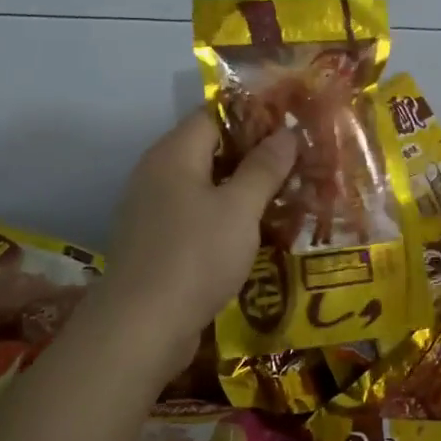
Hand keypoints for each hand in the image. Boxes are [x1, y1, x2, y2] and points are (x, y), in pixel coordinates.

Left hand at [94, 109, 296, 353]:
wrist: (142, 327)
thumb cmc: (195, 255)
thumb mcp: (240, 208)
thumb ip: (264, 168)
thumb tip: (287, 133)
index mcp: (174, 153)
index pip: (214, 114)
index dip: (254, 115)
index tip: (292, 125)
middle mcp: (157, 173)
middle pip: (209, 150)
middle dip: (253, 155)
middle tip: (298, 163)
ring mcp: (152, 210)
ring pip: (205, 186)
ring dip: (242, 189)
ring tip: (286, 197)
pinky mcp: (156, 243)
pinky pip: (196, 216)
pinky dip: (225, 218)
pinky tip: (254, 233)